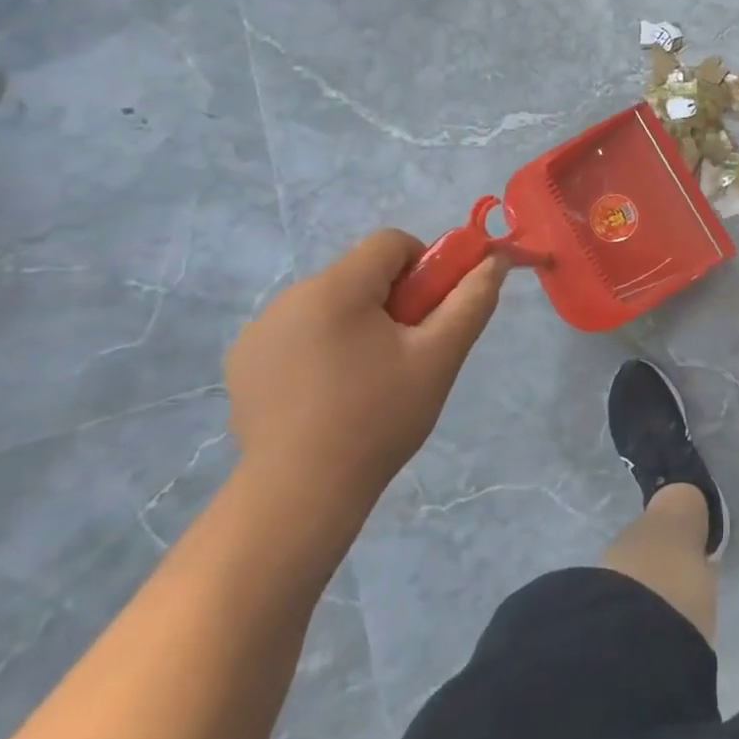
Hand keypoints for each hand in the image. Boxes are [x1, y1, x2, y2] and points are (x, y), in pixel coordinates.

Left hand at [225, 230, 506, 527]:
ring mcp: (259, 330)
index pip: (391, 243)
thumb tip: (496, 260)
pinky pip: (296, 332)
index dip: (422, 267)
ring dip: (355, 324)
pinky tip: (325, 396)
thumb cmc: (378, 418)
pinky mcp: (243, 362)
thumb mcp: (439, 358)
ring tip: (364, 381)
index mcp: (336, 287)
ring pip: (329, 303)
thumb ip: (472, 301)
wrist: (298, 495)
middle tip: (404, 354)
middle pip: (359, 274)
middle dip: (390, 301)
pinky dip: (319, 347)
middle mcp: (289, 296)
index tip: (427, 315)